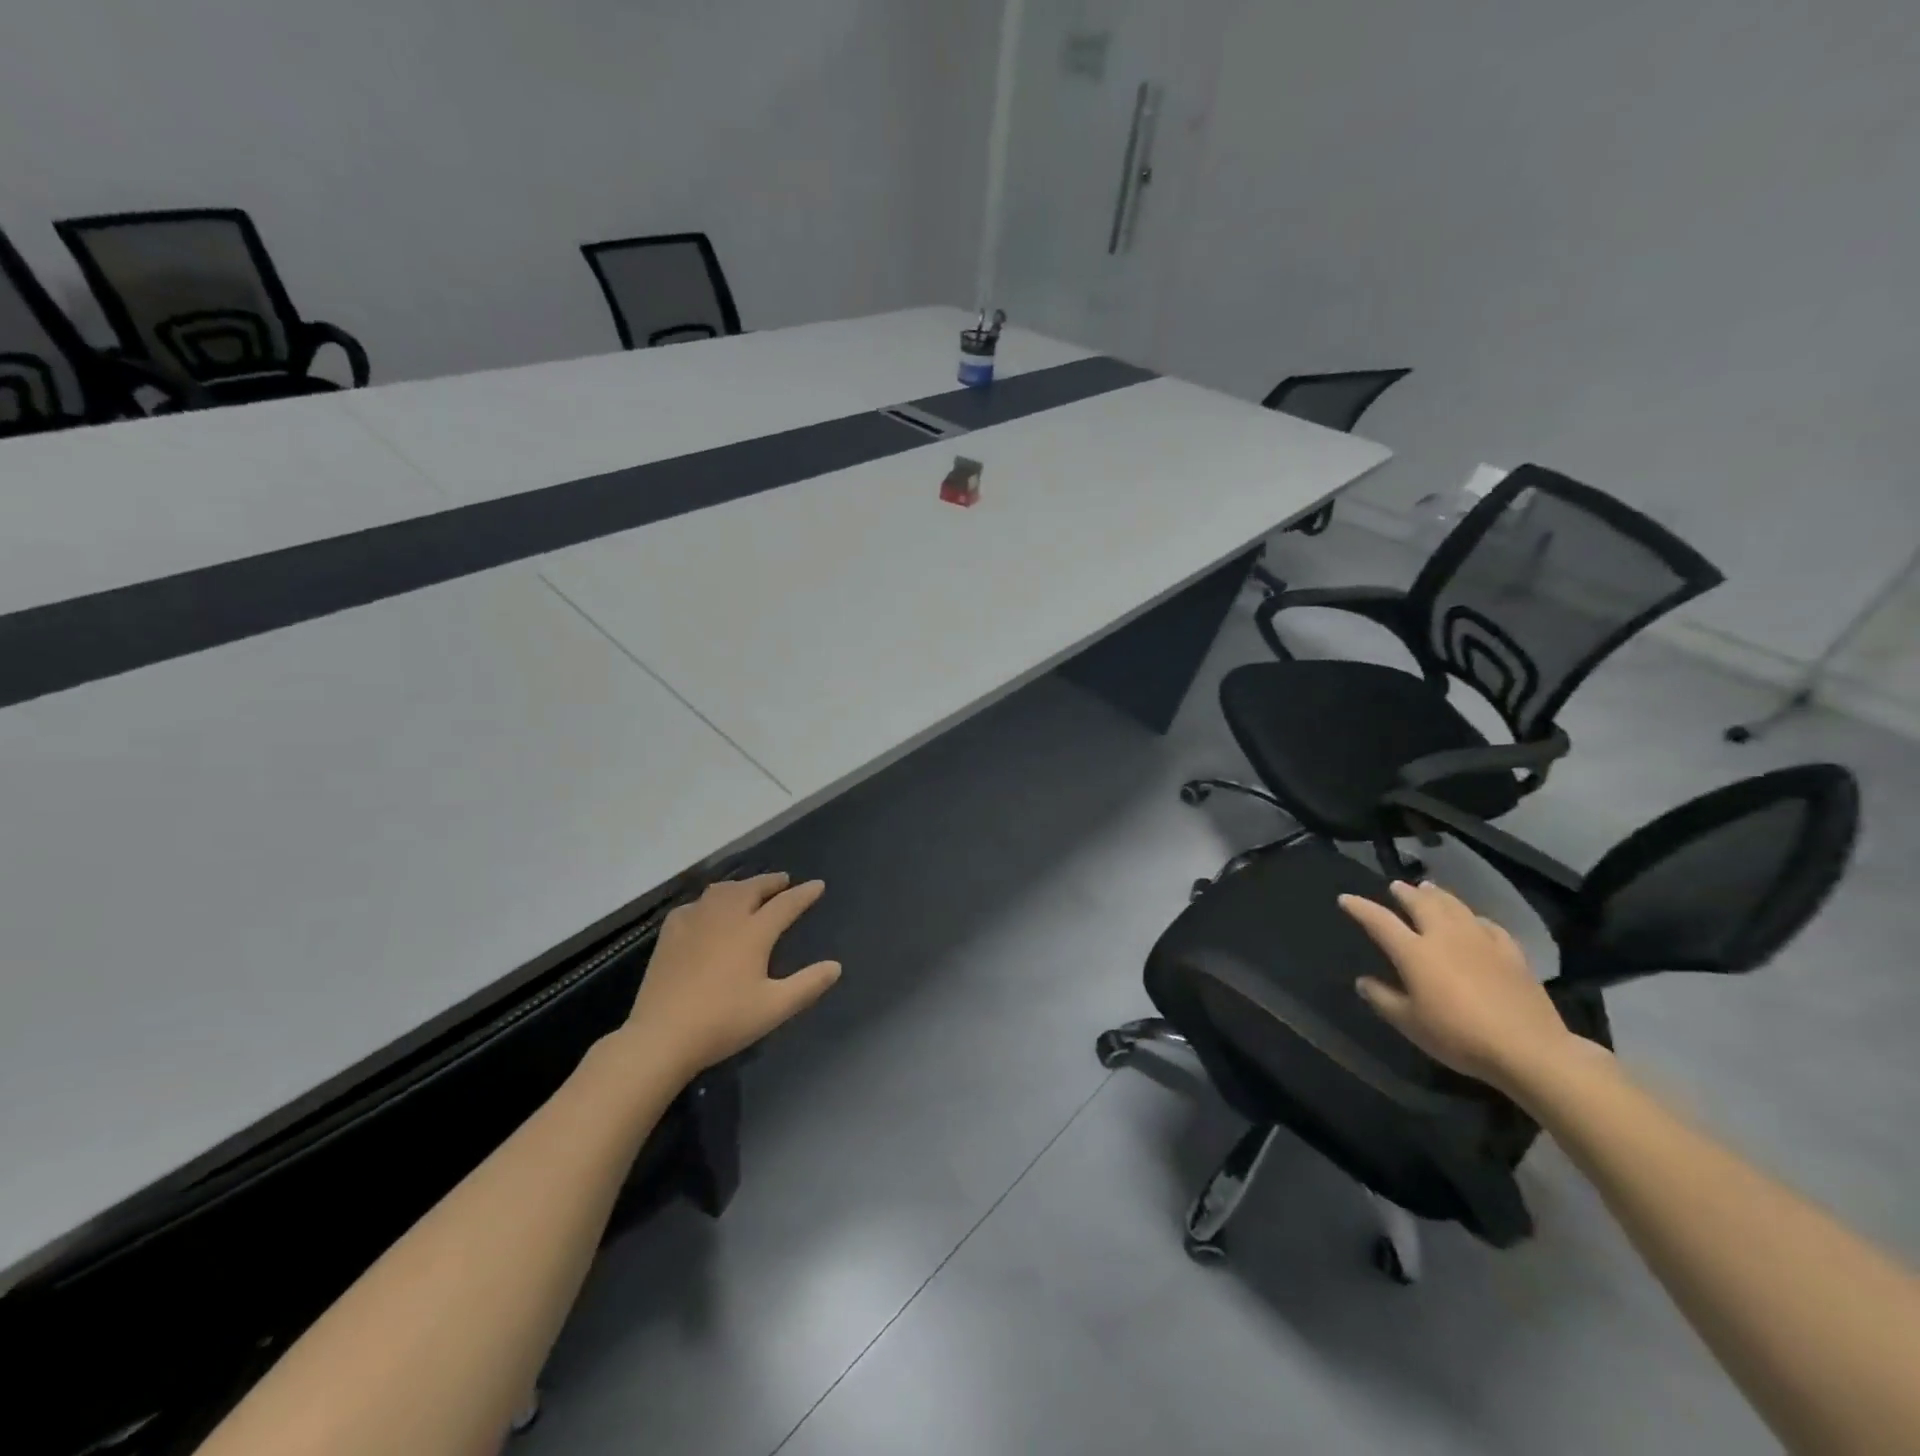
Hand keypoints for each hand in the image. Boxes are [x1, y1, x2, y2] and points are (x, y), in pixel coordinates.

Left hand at [625, 873, 840, 1080]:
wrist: (662, 1035)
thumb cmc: (724, 1022)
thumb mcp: (774, 1008)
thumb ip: (808, 985)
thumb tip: (835, 966)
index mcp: (754, 932)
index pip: (786, 904)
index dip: (804, 893)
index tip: (817, 884)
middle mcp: (726, 917)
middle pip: (752, 888)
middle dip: (771, 882)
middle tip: (784, 881)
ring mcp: (695, 921)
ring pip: (722, 891)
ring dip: (741, 886)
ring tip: (749, 890)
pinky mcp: (671, 933)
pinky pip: (695, 905)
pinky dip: (709, 902)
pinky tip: (707, 912)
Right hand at [1338, 880, 1576, 1095]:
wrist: (1529, 1049)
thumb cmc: (1459, 1036)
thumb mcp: (1410, 1024)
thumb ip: (1383, 999)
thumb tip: (1363, 981)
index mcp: (1414, 952)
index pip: (1379, 920)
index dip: (1360, 907)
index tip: (1345, 899)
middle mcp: (1445, 936)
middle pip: (1421, 904)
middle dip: (1405, 893)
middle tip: (1396, 886)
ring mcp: (1481, 941)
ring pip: (1455, 907)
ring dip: (1438, 895)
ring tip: (1429, 888)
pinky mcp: (1511, 953)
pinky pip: (1488, 925)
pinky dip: (1474, 918)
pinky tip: (1474, 920)